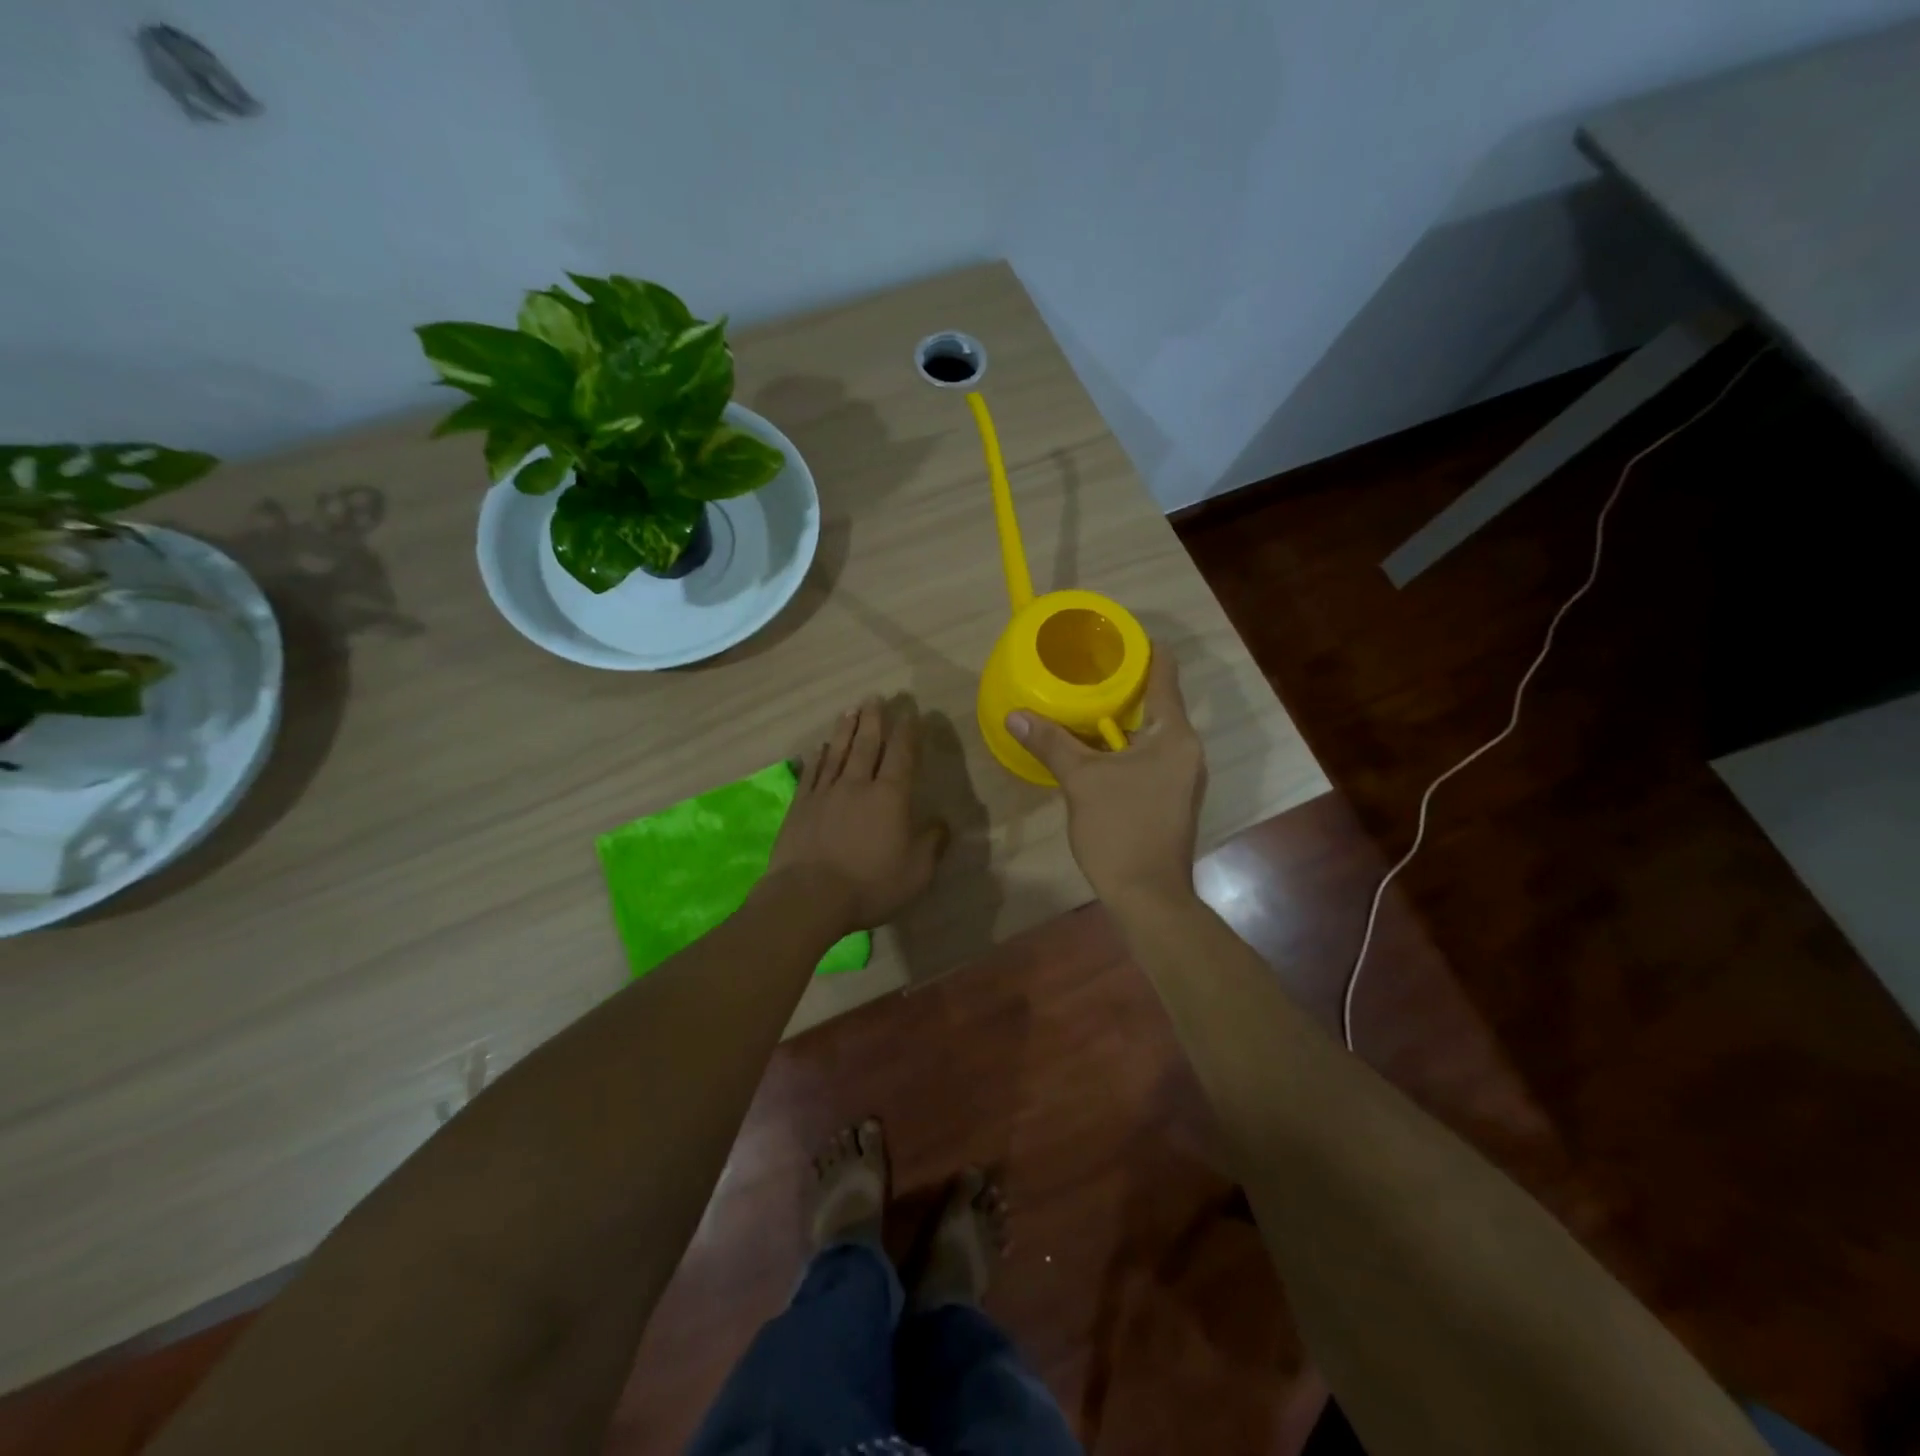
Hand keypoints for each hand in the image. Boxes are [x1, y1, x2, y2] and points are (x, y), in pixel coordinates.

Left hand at [768, 696, 948, 931]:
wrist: (809, 896)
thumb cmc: (869, 884)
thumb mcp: (916, 872)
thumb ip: (932, 844)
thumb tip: (942, 823)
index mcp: (890, 797)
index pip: (901, 756)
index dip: (907, 733)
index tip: (910, 713)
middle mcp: (858, 785)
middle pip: (867, 745)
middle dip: (873, 720)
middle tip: (875, 697)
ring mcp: (825, 793)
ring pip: (838, 752)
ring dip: (845, 729)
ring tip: (850, 709)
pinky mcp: (800, 806)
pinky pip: (812, 772)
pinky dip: (818, 756)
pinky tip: (820, 746)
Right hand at [1008, 650, 1205, 905]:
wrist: (1148, 896)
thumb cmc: (1121, 830)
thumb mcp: (1081, 781)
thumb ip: (1051, 742)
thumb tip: (1015, 714)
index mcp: (1175, 735)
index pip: (1165, 672)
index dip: (1141, 648)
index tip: (1111, 636)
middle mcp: (1187, 749)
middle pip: (1158, 700)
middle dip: (1122, 684)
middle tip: (1084, 669)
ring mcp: (1183, 775)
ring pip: (1152, 731)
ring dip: (1121, 717)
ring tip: (1083, 703)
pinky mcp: (1172, 796)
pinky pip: (1149, 755)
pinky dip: (1124, 744)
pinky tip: (1094, 748)